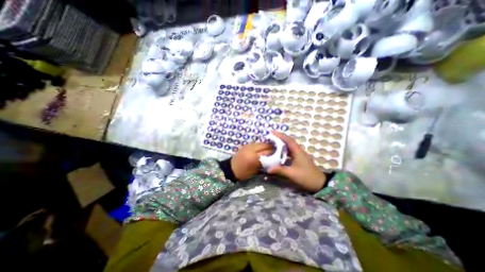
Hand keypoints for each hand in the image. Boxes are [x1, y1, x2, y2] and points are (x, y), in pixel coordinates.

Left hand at [229, 142, 272, 180]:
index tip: (279, 154)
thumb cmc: (243, 173)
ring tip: (270, 150)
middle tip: (276, 151)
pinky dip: (261, 145)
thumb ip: (264, 163)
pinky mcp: (246, 145)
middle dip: (271, 147)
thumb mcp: (255, 171)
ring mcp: (248, 146)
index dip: (274, 152)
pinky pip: (256, 143)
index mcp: (253, 157)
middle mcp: (251, 149)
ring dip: (266, 145)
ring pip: (261, 143)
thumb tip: (273, 158)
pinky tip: (262, 149)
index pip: (267, 151)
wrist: (230, 169)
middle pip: (265, 145)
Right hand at [269, 130, 324, 190]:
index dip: (280, 135)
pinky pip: (291, 151)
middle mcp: (299, 151)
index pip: (288, 140)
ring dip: (282, 143)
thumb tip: (268, 169)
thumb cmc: (306, 177)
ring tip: (273, 143)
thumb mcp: (292, 174)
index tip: (272, 132)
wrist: (319, 183)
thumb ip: (280, 170)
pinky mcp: (300, 158)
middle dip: (280, 138)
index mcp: (298, 152)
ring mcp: (300, 154)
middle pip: (289, 141)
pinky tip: (279, 152)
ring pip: (290, 146)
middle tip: (271, 137)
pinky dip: (284, 150)